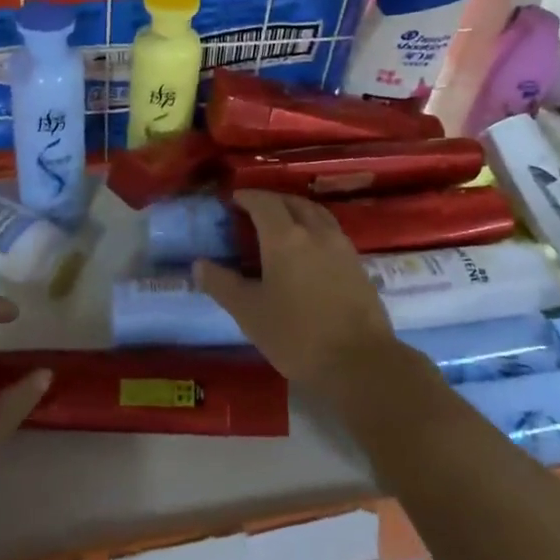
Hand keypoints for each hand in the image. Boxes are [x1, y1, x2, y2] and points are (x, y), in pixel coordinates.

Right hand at [193, 190, 399, 402]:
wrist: (360, 362)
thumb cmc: (296, 336)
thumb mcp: (249, 313)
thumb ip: (222, 284)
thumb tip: (199, 264)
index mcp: (285, 237)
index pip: (264, 202)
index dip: (247, 197)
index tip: (233, 199)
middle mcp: (315, 232)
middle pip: (292, 202)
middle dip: (272, 200)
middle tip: (254, 210)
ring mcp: (341, 246)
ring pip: (316, 213)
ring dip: (296, 210)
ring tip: (283, 223)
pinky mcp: (358, 264)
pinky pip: (331, 232)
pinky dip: (315, 228)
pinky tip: (309, 250)